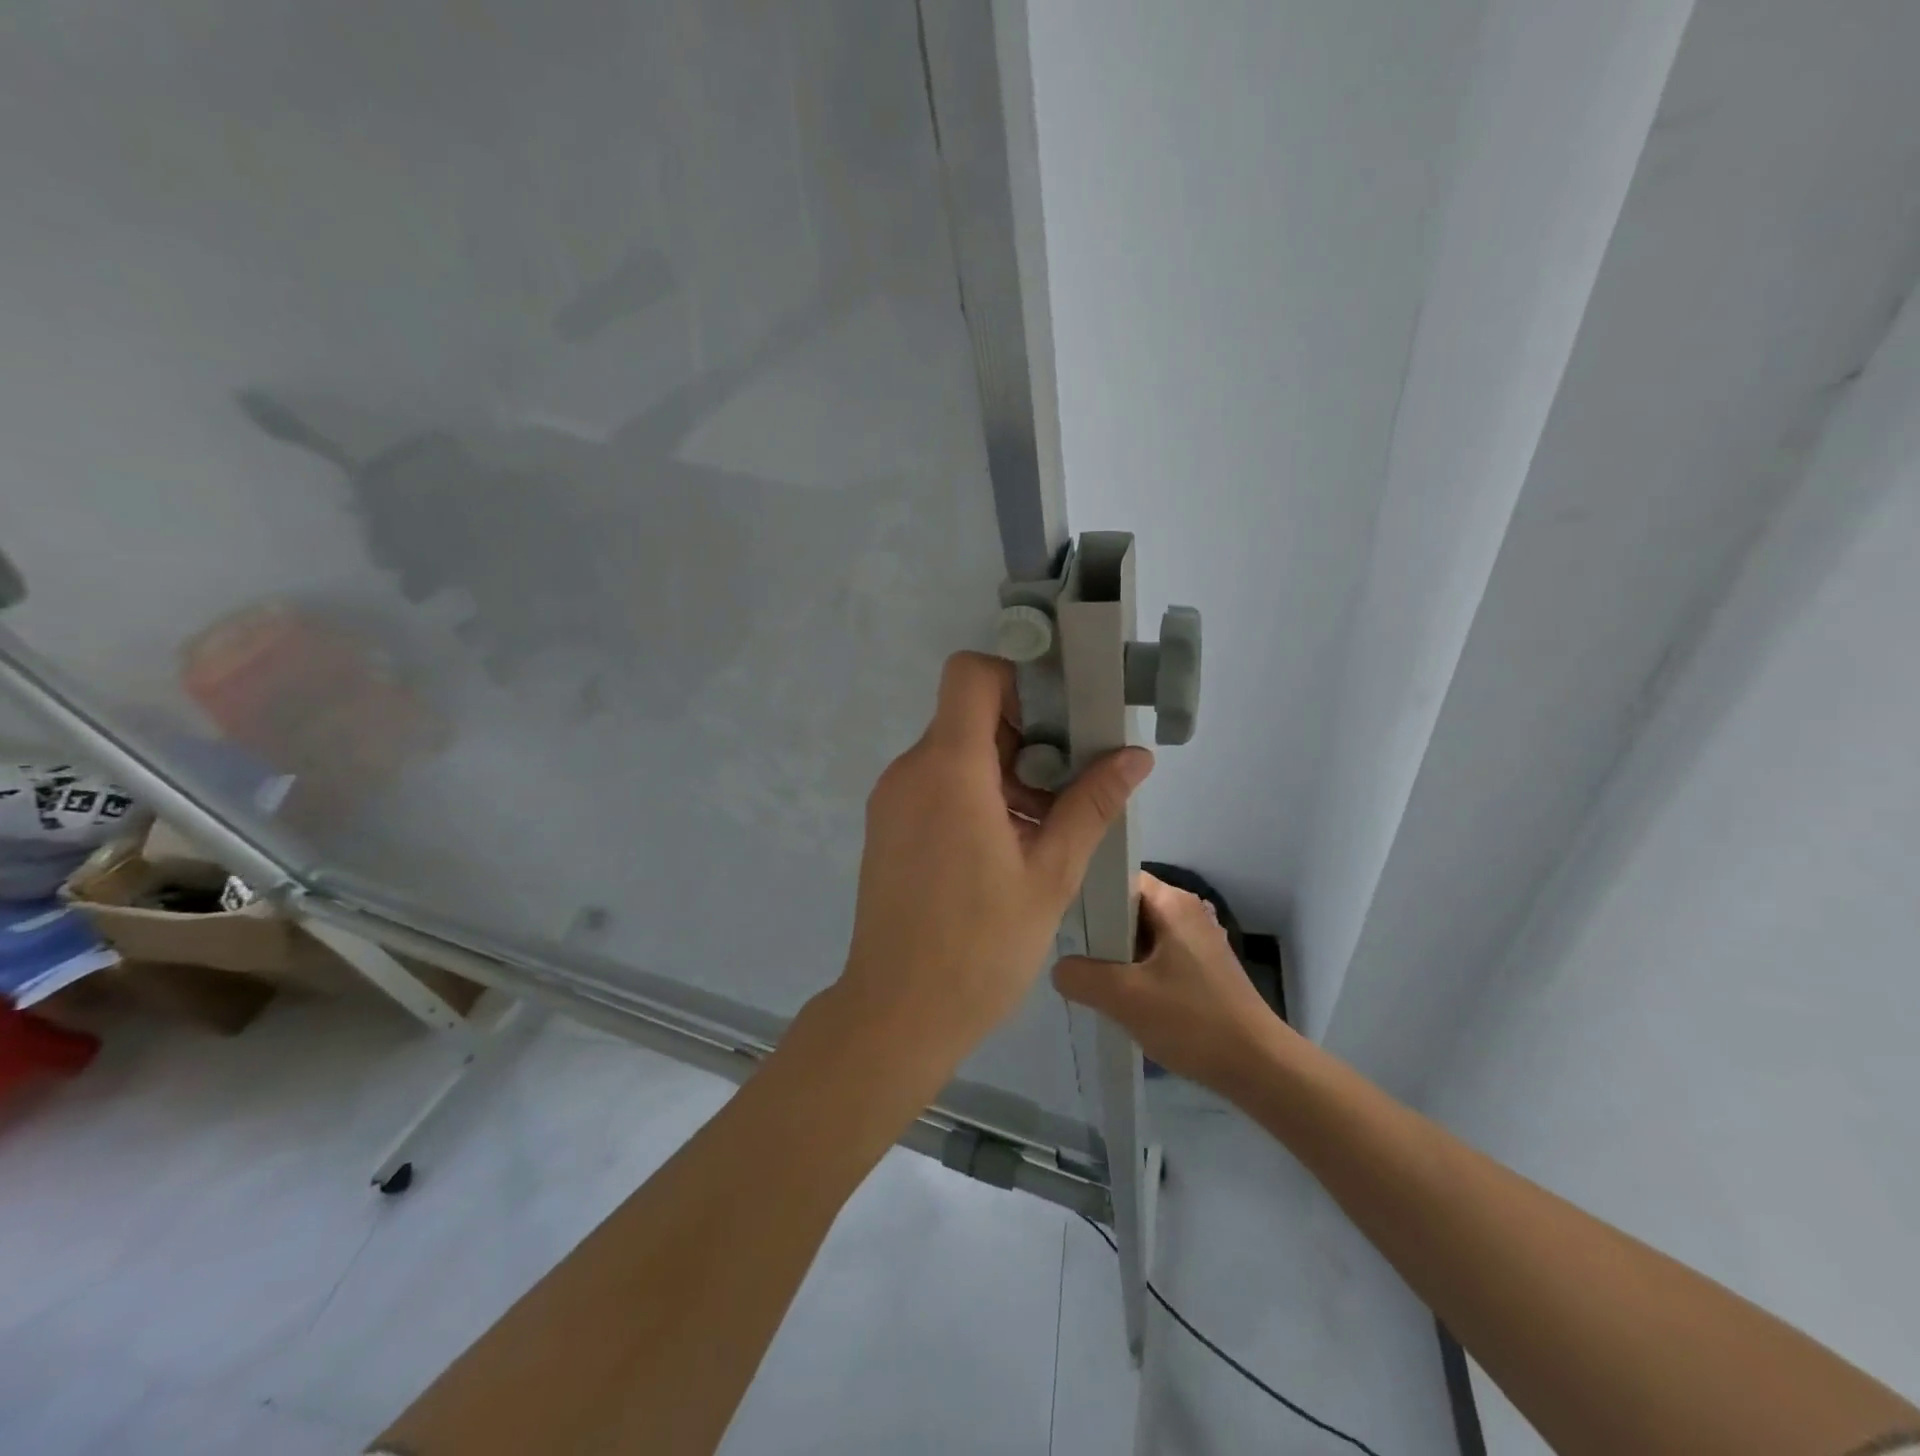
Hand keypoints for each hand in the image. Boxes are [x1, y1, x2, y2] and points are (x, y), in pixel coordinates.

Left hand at [837, 652, 1154, 1068]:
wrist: (898, 1013)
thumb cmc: (981, 947)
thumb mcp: (1050, 875)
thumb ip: (1090, 806)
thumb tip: (1134, 757)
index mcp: (948, 770)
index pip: (970, 674)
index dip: (1016, 679)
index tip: (1057, 720)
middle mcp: (910, 771)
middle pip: (967, 714)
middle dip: (1023, 733)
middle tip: (1066, 783)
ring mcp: (891, 799)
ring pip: (953, 751)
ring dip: (1002, 769)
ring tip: (1042, 825)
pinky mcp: (886, 826)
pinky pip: (935, 784)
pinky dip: (973, 793)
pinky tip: (1005, 845)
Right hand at [1053, 872, 1291, 1095]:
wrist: (1259, 1068)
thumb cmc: (1192, 1020)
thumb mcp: (1124, 997)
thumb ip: (1081, 977)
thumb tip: (1060, 969)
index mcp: (1173, 902)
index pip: (1118, 878)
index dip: (1088, 895)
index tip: (1063, 920)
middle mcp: (1187, 912)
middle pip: (1128, 908)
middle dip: (1099, 931)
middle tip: (1070, 954)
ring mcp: (1198, 942)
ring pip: (1141, 937)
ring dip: (1116, 957)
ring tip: (1088, 980)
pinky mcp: (1203, 970)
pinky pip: (1157, 958)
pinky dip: (1137, 973)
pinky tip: (1121, 1000)